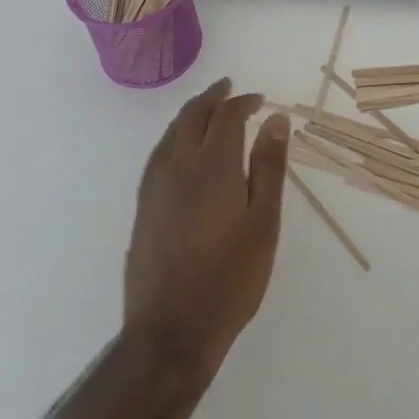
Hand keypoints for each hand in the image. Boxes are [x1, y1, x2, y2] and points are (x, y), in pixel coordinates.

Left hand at [124, 79, 290, 371]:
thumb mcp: (263, 222)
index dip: (243, 102)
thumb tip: (276, 120)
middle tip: (228, 88)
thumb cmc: (230, 277)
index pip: (226, 116)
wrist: (171, 331)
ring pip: (170, 133)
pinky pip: (158, 155)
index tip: (260, 101)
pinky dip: (172, 138)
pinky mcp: (143, 208)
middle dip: (212, 97)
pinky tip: (178, 149)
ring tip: (205, 110)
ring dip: (190, 114)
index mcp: (213, 165)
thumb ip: (269, 167)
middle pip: (192, 116)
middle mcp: (179, 166)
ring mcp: (155, 187)